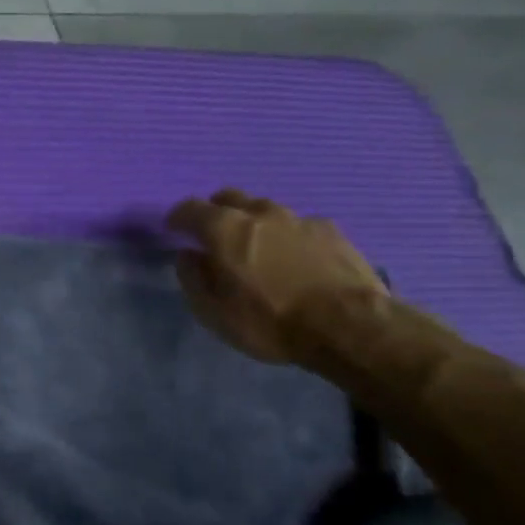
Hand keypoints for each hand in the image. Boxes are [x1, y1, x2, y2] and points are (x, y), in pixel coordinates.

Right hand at [167, 189, 385, 364]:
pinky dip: (288, 236)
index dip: (178, 217)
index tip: (173, 228)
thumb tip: (188, 256)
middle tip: (214, 234)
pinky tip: (296, 258)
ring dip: (254, 221)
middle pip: (229, 198)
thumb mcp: (215, 312)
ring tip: (258, 246)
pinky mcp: (332, 231)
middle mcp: (259, 213)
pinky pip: (299, 225)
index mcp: (224, 228)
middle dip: (215, 211)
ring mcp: (298, 219)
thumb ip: (193, 279)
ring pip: (266, 209)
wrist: (350, 326)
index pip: (190, 208)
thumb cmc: (271, 321)